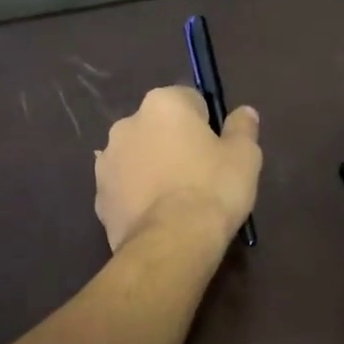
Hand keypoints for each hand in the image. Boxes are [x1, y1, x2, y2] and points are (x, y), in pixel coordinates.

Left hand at [95, 86, 261, 251]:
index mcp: (162, 104)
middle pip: (159, 127)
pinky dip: (138, 195)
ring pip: (138, 157)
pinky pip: (124, 187)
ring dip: (153, 168)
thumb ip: (242, 128)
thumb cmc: (212, 189)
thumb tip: (244, 112)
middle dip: (174, 143)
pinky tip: (157, 216)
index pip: (190, 100)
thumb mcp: (245, 156)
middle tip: (199, 175)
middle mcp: (127, 123)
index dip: (207, 124)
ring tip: (176, 200)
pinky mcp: (99, 196)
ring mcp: (107, 161)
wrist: (171, 243)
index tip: (217, 150)